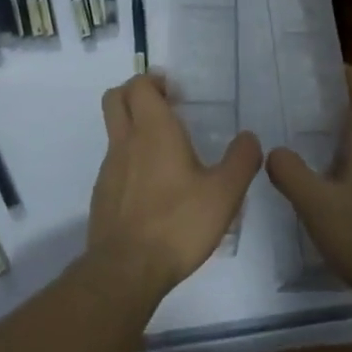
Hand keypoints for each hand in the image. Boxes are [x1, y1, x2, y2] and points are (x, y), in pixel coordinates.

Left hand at [90, 75, 262, 297]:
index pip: (139, 85)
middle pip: (115, 98)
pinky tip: (154, 189)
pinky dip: (130, 161)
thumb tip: (250, 137)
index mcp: (154, 130)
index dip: (154, 81)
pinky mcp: (102, 194)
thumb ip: (241, 161)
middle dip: (135, 94)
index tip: (176, 93)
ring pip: (114, 131)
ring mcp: (109, 168)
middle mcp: (126, 141)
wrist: (126, 270)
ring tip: (166, 153)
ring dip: (134, 129)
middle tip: (164, 108)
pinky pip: (114, 163)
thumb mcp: (224, 194)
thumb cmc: (178, 223)